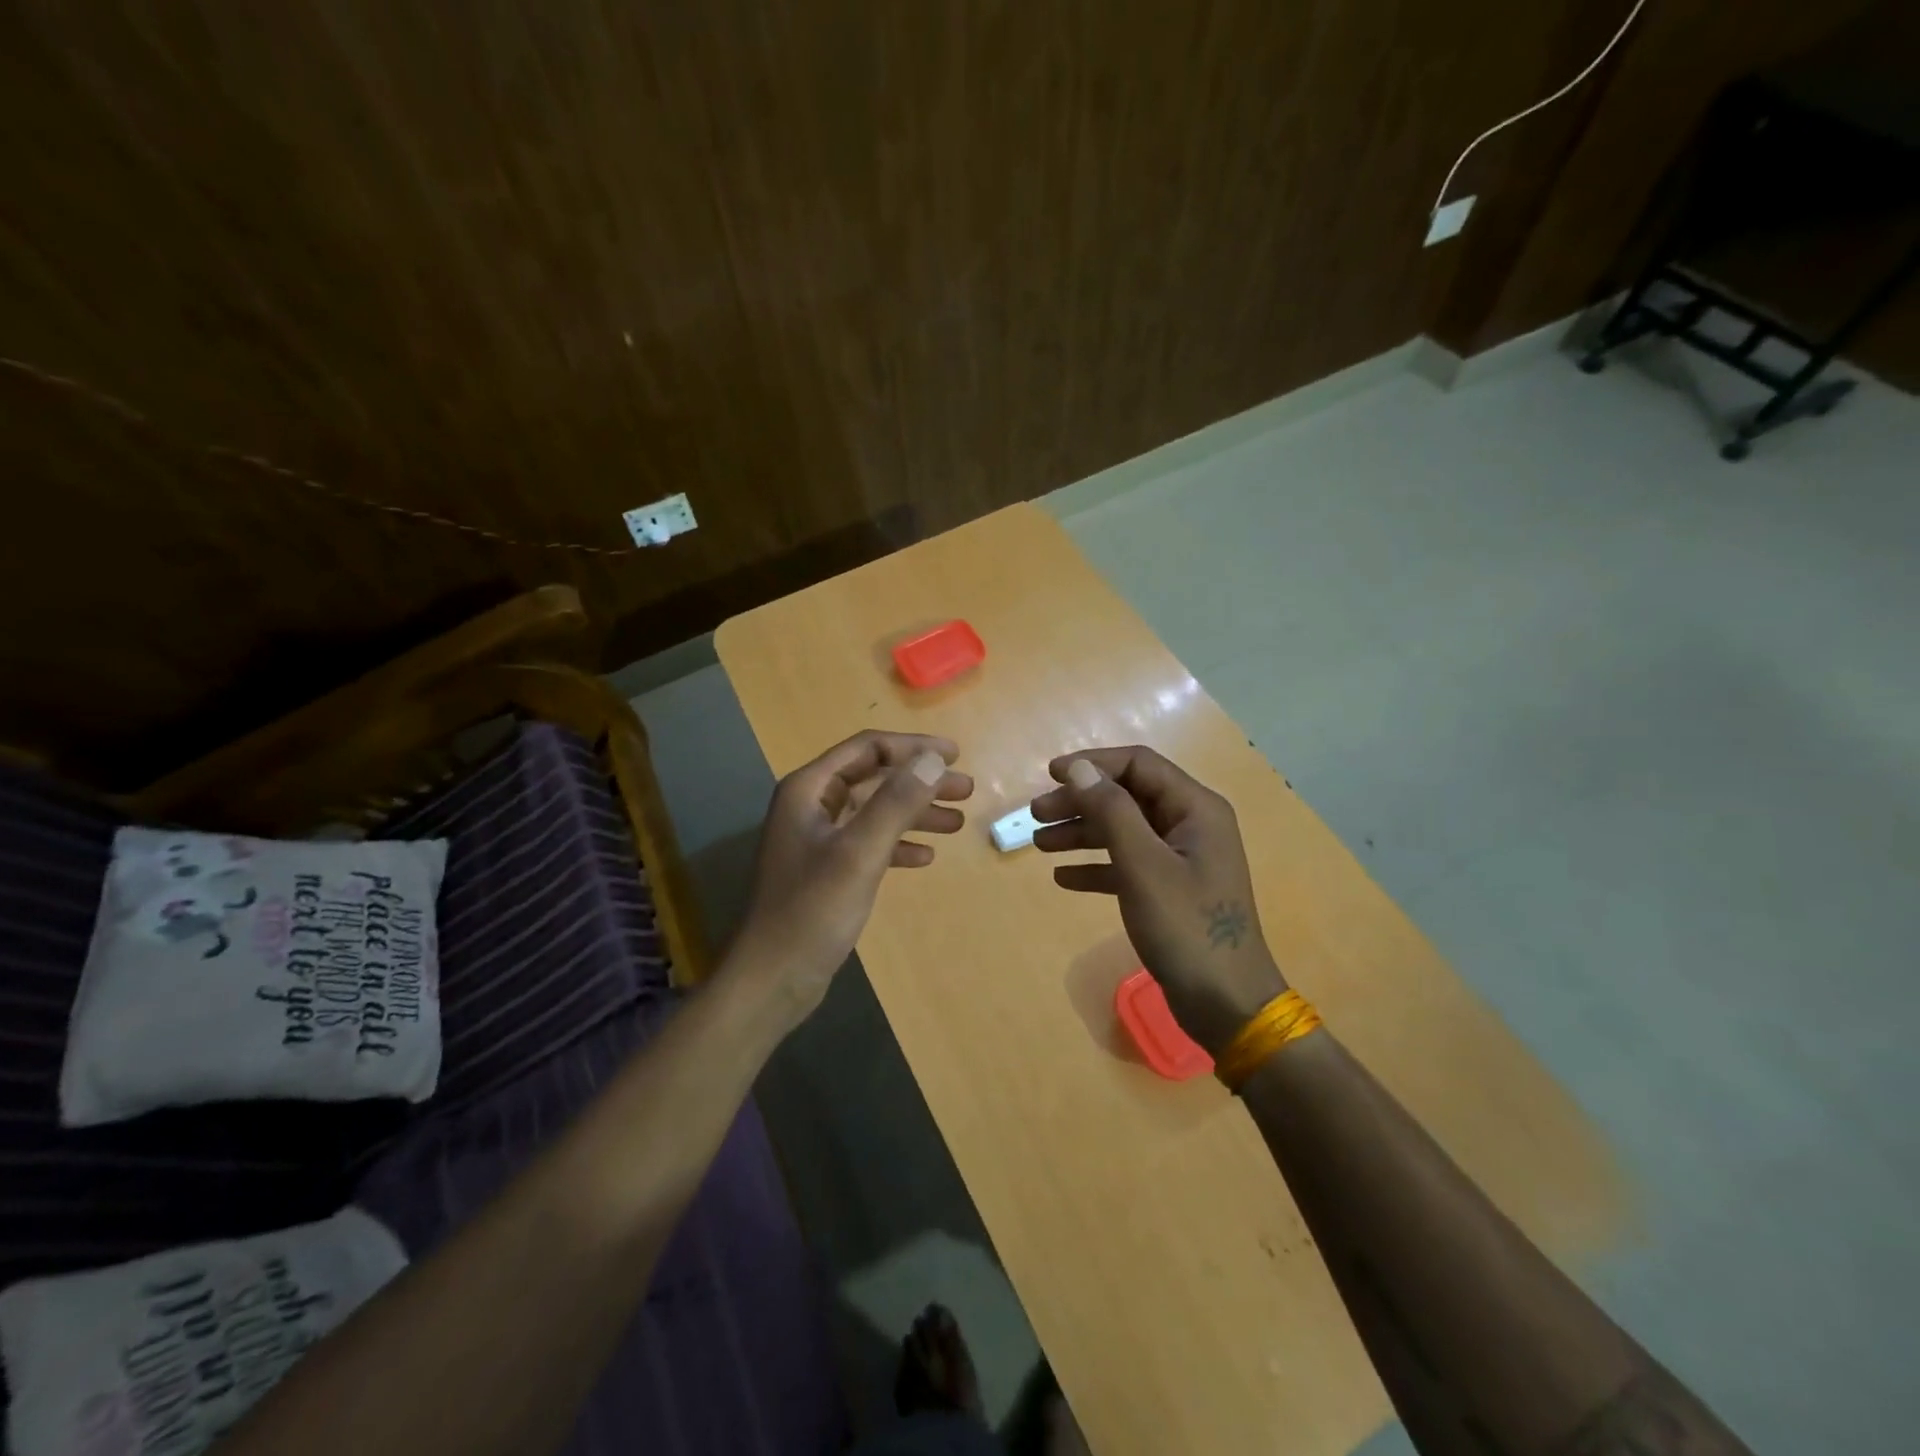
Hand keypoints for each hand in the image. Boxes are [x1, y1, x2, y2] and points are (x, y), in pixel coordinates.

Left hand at [731, 730, 972, 1027]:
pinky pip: (869, 843)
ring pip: (875, 812)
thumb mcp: (860, 853)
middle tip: (966, 790)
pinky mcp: (826, 870)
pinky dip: (898, 844)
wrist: (773, 978)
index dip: (913, 747)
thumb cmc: (813, 911)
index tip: (956, 756)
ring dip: (915, 813)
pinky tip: (926, 857)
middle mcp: (811, 806)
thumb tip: (934, 759)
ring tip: (957, 822)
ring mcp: (818, 839)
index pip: (867, 749)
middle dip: (920, 781)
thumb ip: (896, 802)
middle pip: (874, 778)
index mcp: (810, 790)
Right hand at [1031, 747, 1284, 1055]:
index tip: (1050, 775)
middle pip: (1127, 797)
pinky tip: (1064, 878)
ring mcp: (1181, 859)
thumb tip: (1080, 768)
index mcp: (1195, 809)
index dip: (1093, 764)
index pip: (1138, 765)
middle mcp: (1190, 825)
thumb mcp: (1143, 865)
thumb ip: (1111, 811)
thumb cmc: (1186, 927)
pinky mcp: (1170, 889)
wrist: (1226, 1003)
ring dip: (1082, 833)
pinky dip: (1096, 866)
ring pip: (1123, 830)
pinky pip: (1127, 864)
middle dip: (1080, 802)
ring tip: (1039, 844)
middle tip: (1036, 816)